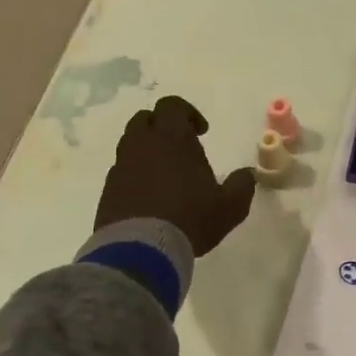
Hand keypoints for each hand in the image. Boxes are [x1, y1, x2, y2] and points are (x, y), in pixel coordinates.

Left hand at [96, 96, 255, 255]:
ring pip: (130, 144)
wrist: (140, 250)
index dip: (186, 112)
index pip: (171, 105)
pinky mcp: (107, 190)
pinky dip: (134, 175)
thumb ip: (242, 186)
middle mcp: (142, 145)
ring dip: (146, 151)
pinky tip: (148, 198)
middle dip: (161, 127)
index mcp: (171, 138)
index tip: (201, 132)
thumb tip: (248, 174)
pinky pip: (121, 171)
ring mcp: (121, 166)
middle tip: (179, 149)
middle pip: (145, 119)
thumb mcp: (229, 206)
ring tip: (164, 175)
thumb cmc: (190, 219)